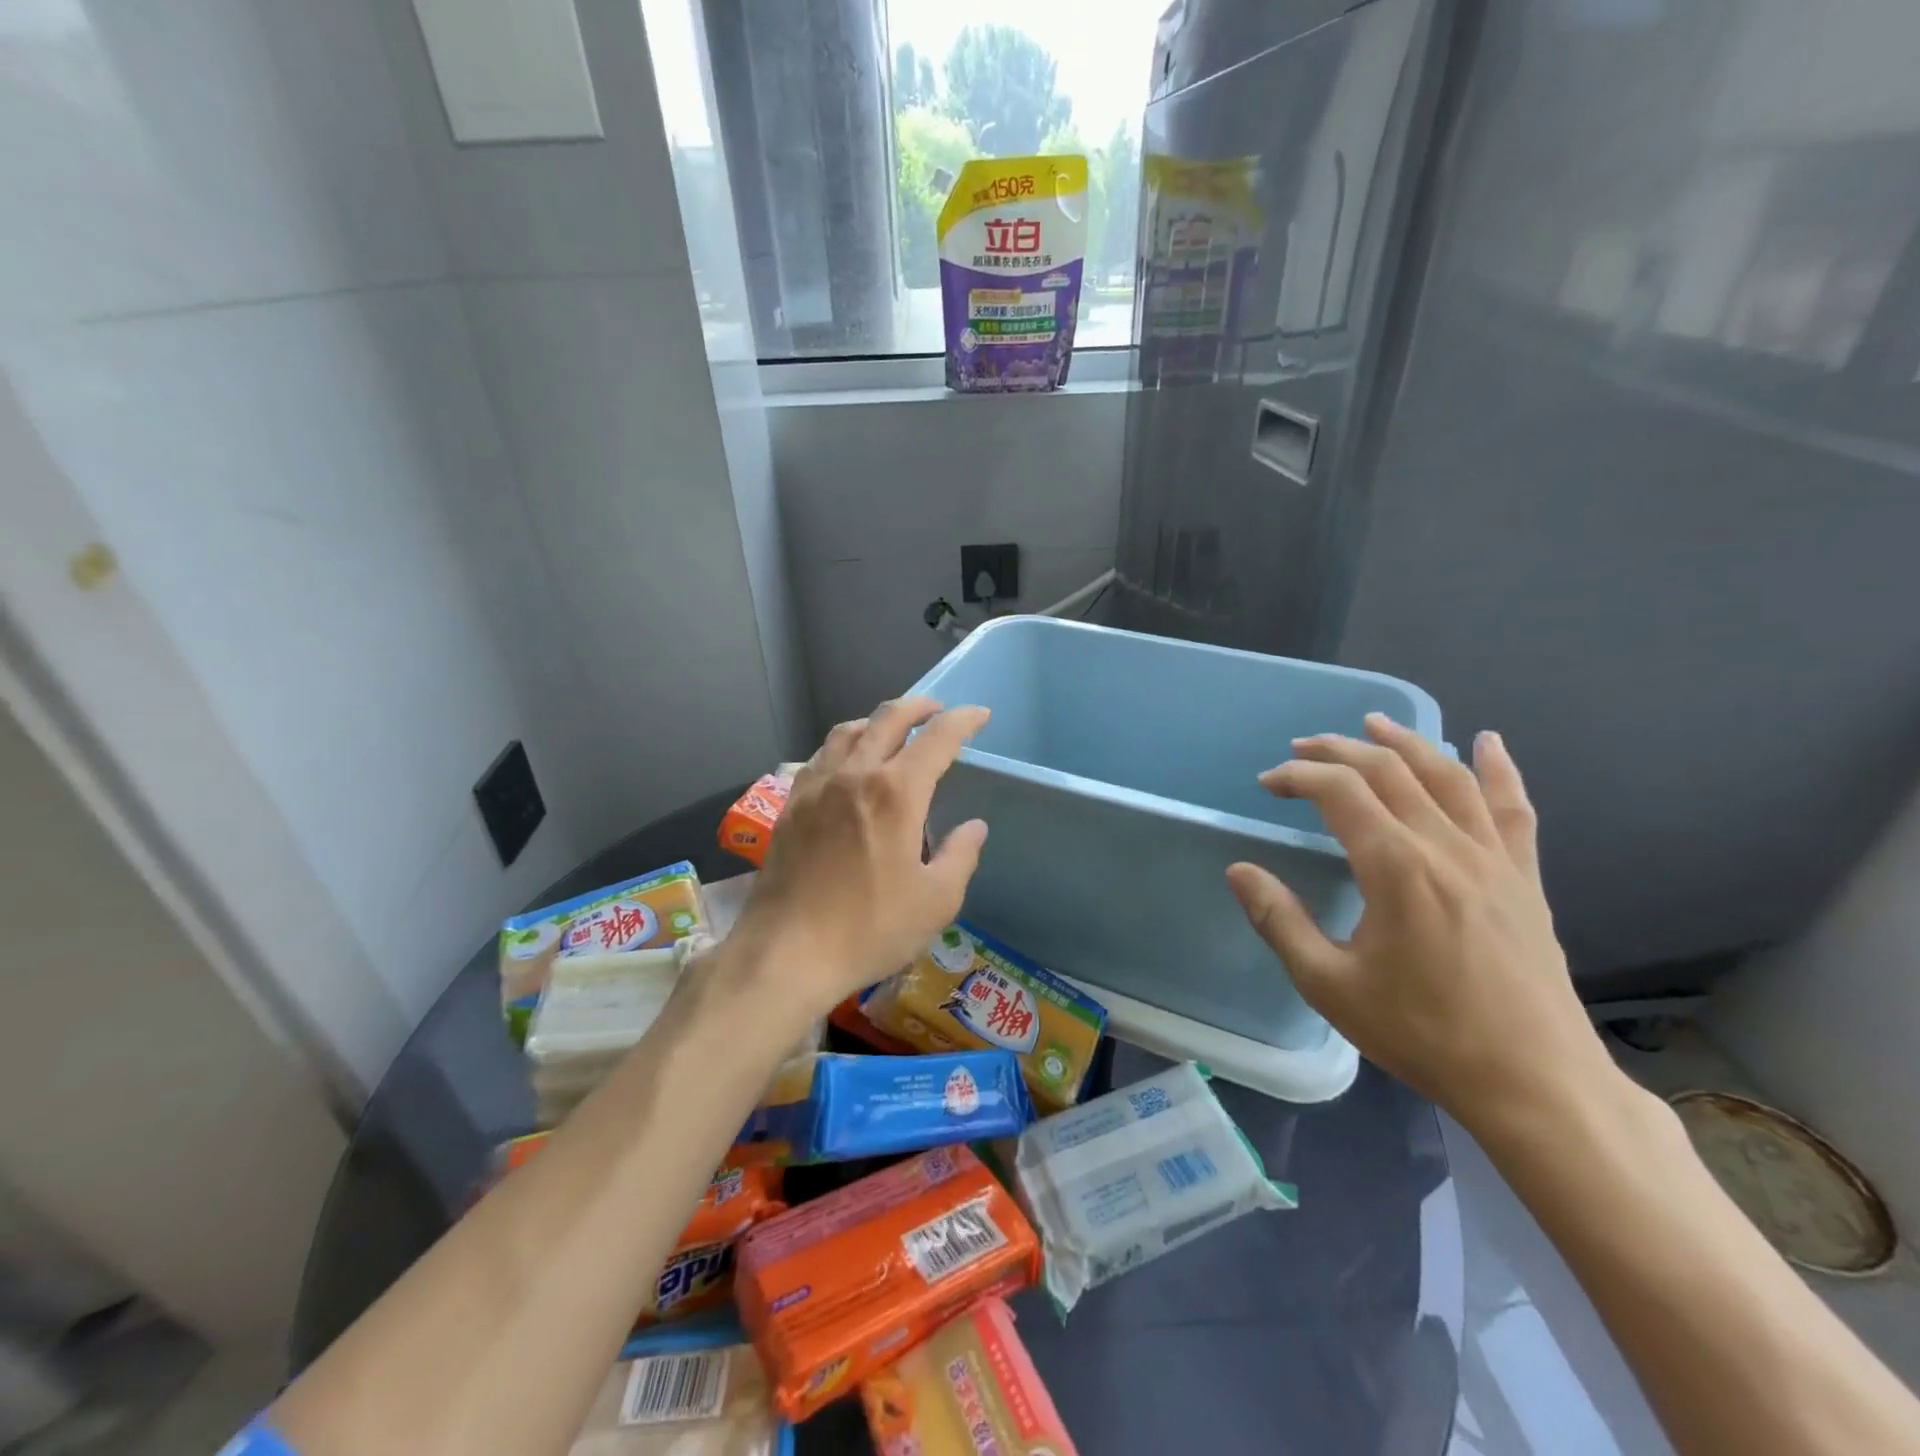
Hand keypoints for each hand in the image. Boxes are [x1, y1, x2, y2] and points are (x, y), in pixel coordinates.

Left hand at [731, 697, 989, 1019]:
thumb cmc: (869, 928)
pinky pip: (821, 756)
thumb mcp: (936, 901)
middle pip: (888, 718)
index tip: (980, 715)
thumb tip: (974, 827)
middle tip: (937, 710)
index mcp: (896, 792)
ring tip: (893, 731)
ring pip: (849, 731)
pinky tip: (847, 765)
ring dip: (878, 721)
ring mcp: (817, 786)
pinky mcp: (791, 805)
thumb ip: (961, 856)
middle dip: (919, 706)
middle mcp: (855, 774)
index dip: (963, 720)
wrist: (787, 952)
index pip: (937, 738)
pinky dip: (844, 745)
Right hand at [1225, 714, 1617, 1128]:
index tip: (1269, 784)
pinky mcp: (1525, 878)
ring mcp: (1493, 858)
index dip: (1298, 776)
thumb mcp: (1329, 984)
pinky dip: (1498, 770)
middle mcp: (1445, 846)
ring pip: (1447, 777)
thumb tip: (1239, 870)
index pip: (1340, 791)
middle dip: (1339, 750)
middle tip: (1302, 749)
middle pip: (1390, 771)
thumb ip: (1279, 920)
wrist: (1534, 1083)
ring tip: (1374, 723)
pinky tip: (1489, 742)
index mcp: (1395, 866)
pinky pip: (1512, 809)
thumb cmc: (1422, 1033)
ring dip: (1406, 743)